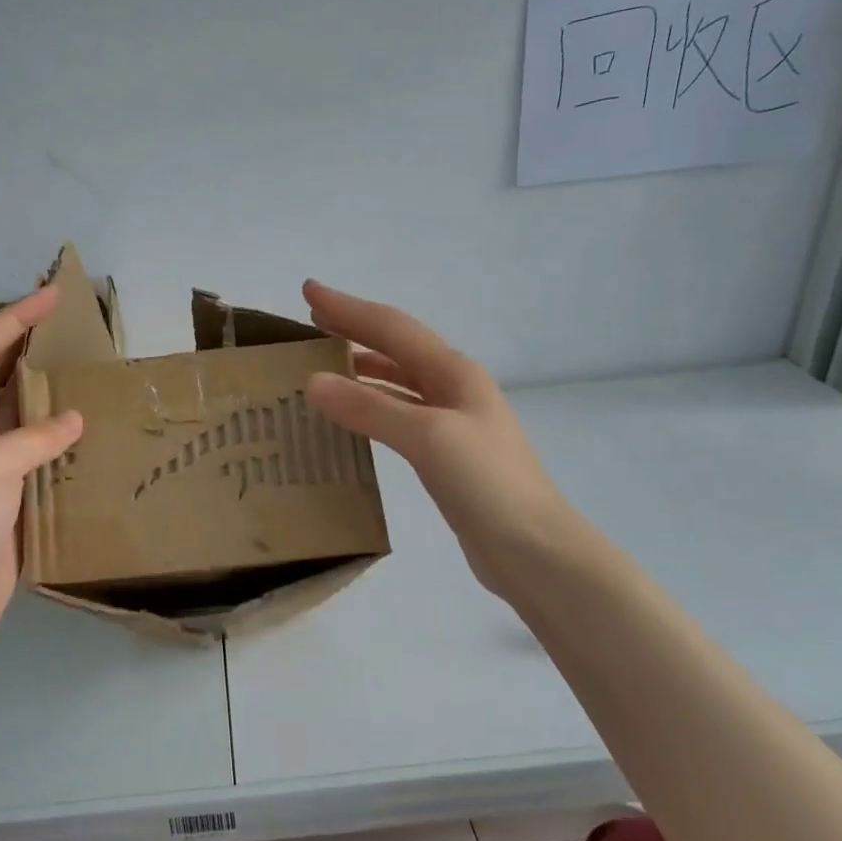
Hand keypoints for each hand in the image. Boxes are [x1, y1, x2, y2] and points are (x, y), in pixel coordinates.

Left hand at [0, 285, 82, 656]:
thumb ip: (33, 436)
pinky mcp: (10, 495)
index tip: (54, 295)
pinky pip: (38, 452)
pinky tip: (89, 435)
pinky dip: (61, 437)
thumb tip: (75, 420)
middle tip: (73, 328)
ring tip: (87, 373)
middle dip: (30, 345)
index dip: (16, 317)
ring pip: (21, 413)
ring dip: (49, 390)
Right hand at [302, 281, 573, 601]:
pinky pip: (398, 416)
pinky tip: (351, 417)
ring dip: (361, 368)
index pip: (391, 327)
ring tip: (322, 366)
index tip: (308, 291)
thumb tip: (314, 381)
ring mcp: (452, 422)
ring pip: (397, 382)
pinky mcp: (445, 455)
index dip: (348, 308)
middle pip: (395, 348)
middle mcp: (453, 388)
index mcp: (453, 372)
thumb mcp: (427, 437)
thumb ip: (370, 408)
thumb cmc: (486, 483)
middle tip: (311, 321)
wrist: (533, 549)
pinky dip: (371, 407)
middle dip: (354, 330)